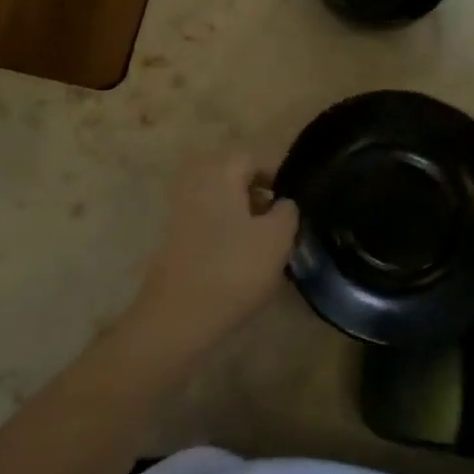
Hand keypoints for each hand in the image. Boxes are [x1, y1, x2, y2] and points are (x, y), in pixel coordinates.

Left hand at [120, 153, 299, 366]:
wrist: (178, 316)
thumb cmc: (233, 269)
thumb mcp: (277, 237)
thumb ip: (288, 211)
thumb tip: (283, 203)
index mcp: (220, 170)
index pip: (257, 157)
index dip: (281, 176)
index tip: (298, 203)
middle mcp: (196, 179)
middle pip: (238, 177)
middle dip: (263, 196)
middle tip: (284, 223)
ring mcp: (181, 206)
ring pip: (224, 199)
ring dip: (247, 215)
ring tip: (268, 244)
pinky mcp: (175, 234)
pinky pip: (210, 219)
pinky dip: (228, 230)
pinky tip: (243, 258)